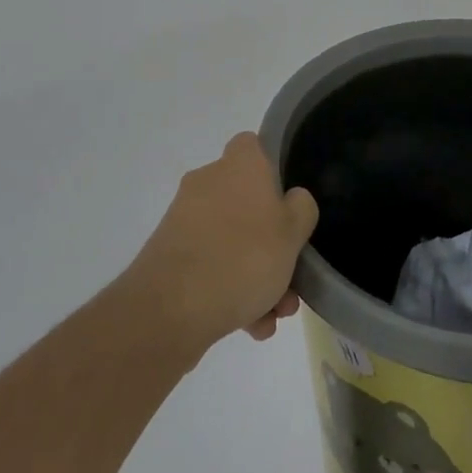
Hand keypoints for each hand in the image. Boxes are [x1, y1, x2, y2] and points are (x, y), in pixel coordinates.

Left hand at [127, 133, 319, 358]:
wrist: (171, 310)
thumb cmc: (243, 257)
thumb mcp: (293, 232)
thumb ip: (301, 209)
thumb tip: (292, 200)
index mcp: (239, 165)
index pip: (254, 146)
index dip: (273, 168)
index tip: (288, 201)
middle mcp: (208, 182)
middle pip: (248, 203)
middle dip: (271, 243)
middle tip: (290, 277)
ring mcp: (185, 219)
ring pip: (231, 240)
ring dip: (255, 275)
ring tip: (272, 316)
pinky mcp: (170, 256)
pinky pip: (210, 266)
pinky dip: (230, 291)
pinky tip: (250, 326)